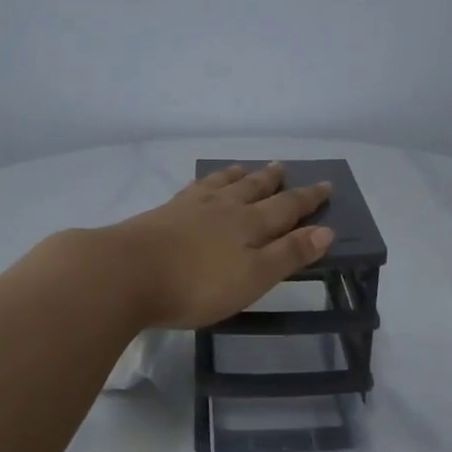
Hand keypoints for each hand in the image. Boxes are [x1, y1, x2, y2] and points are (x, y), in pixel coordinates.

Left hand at [110, 162, 332, 329]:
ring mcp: (190, 207)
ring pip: (221, 184)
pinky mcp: (162, 214)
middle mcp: (223, 208)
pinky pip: (192, 189)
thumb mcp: (253, 278)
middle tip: (284, 167)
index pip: (286, 208)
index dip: (308, 199)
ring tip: (245, 168)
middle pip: (254, 189)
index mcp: (249, 224)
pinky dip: (205, 183)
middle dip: (273, 181)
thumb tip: (325, 230)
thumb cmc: (197, 284)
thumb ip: (288, 254)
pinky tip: (200, 185)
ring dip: (238, 176)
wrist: (126, 273)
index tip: (326, 185)